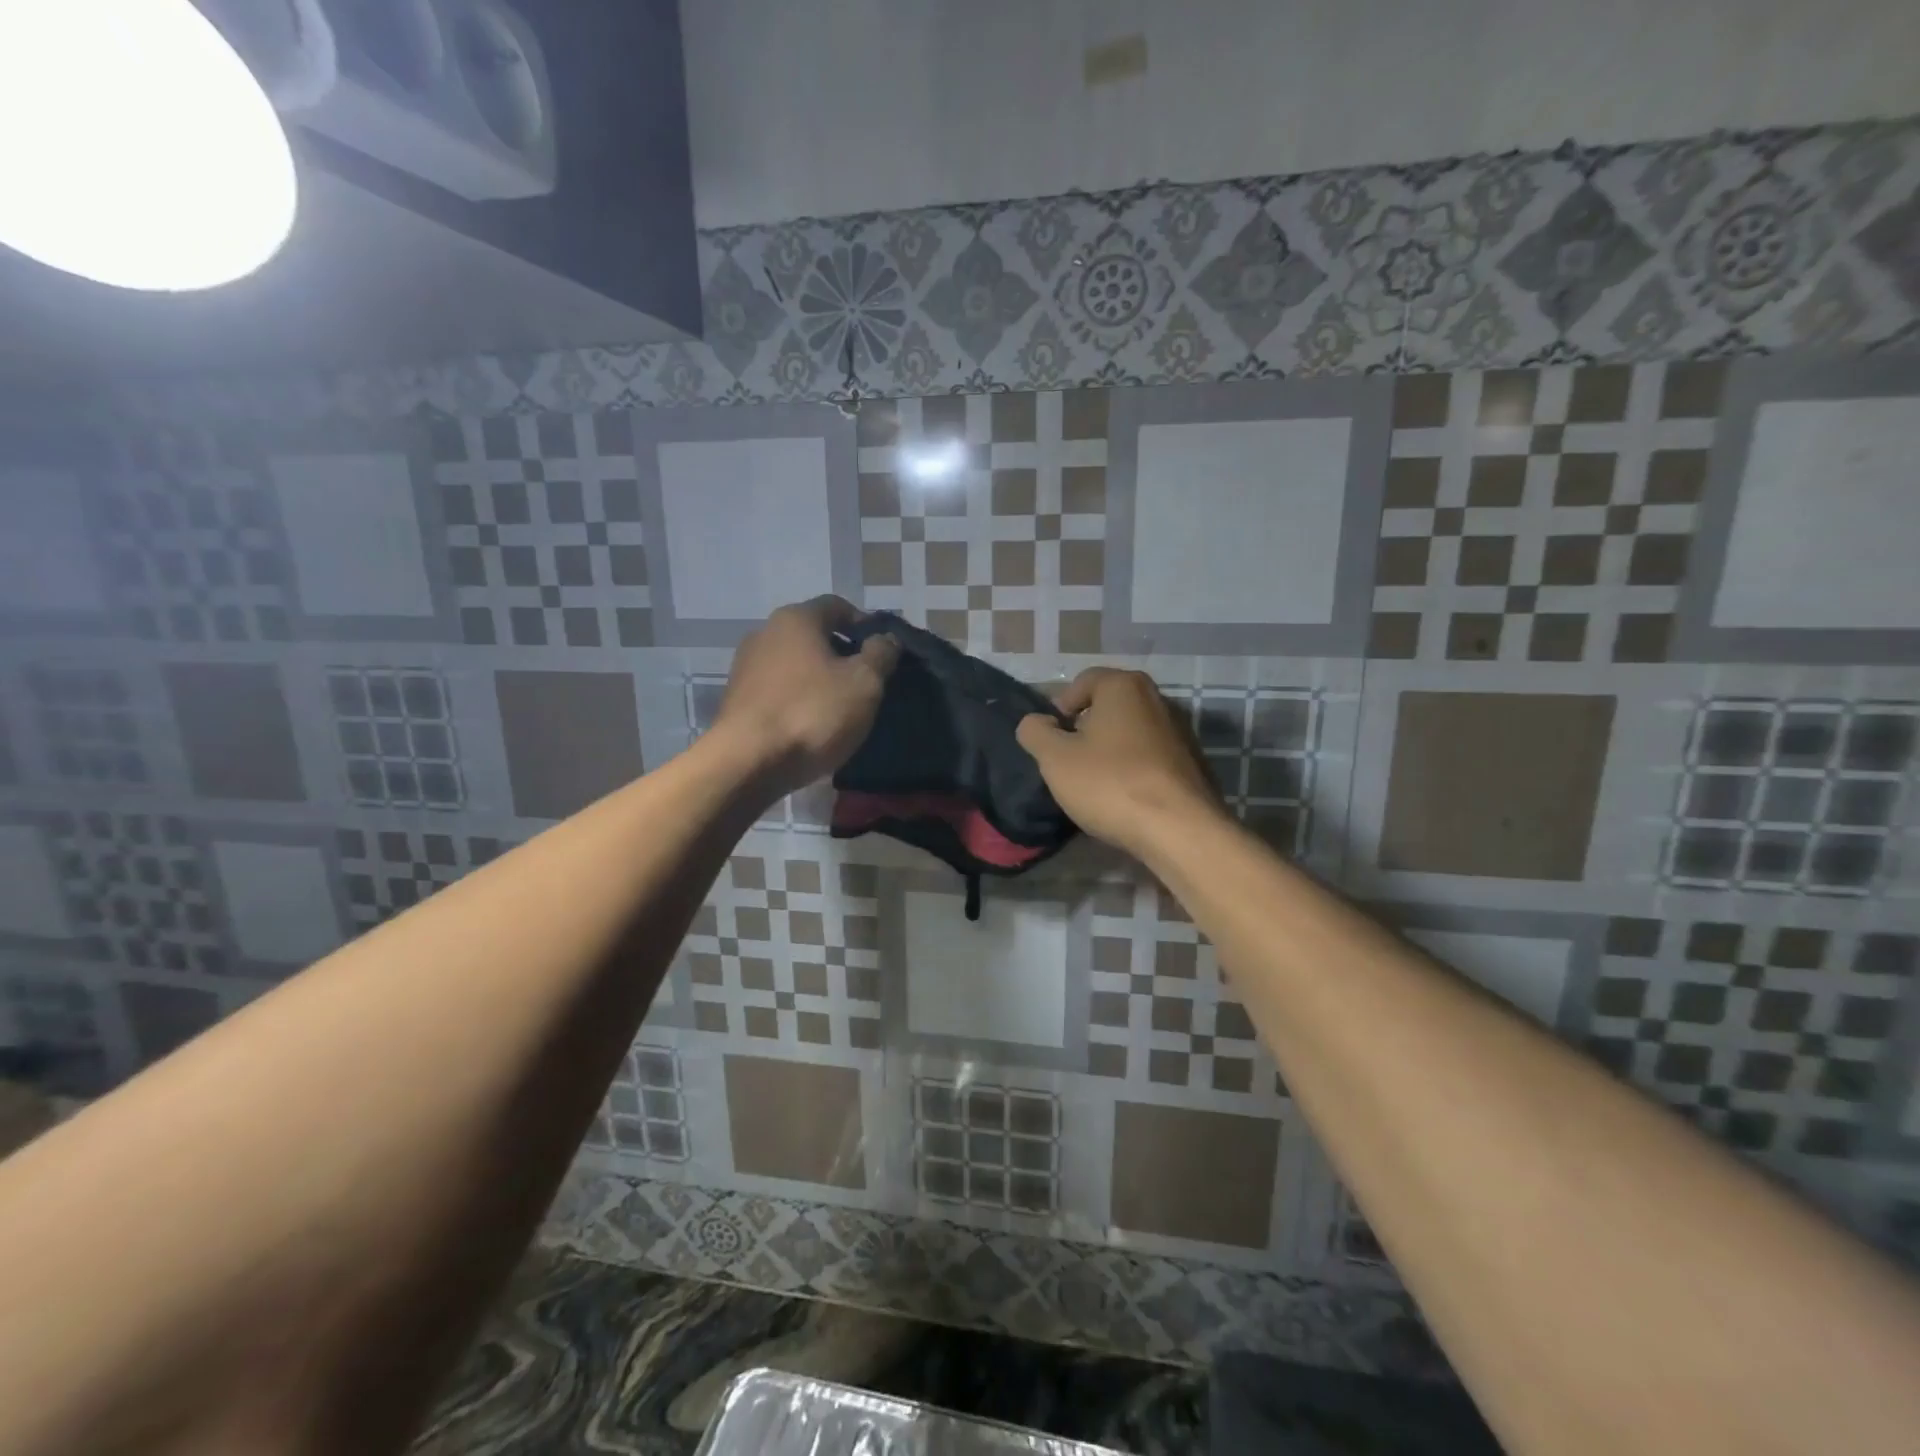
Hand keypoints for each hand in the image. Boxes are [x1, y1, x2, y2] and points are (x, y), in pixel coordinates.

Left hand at [712, 597, 898, 796]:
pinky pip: (779, 691)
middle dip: (844, 655)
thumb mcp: (864, 683)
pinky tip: (813, 726)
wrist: (747, 763)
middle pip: (814, 635)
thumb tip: (886, 638)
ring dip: (821, 680)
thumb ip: (881, 654)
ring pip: (796, 665)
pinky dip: (800, 700)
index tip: (884, 653)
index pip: (838, 606)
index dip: (866, 625)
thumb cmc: (812, 713)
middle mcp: (765, 632)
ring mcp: (746, 667)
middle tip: (869, 684)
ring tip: (843, 709)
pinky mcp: (737, 700)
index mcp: (796, 619)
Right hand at [1016, 668, 1224, 858]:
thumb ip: (1035, 732)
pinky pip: (1151, 757)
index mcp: (1124, 686)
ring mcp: (1181, 731)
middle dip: (1086, 729)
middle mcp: (1157, 698)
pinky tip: (1126, 797)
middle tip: (1070, 761)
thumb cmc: (1110, 784)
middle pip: (1109, 706)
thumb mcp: (1055, 759)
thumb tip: (1036, 722)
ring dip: (1111, 751)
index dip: (1060, 708)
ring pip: (1131, 732)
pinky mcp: (1193, 763)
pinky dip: (1135, 769)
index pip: (1082, 681)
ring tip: (1097, 783)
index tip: (1052, 740)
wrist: (1179, 830)